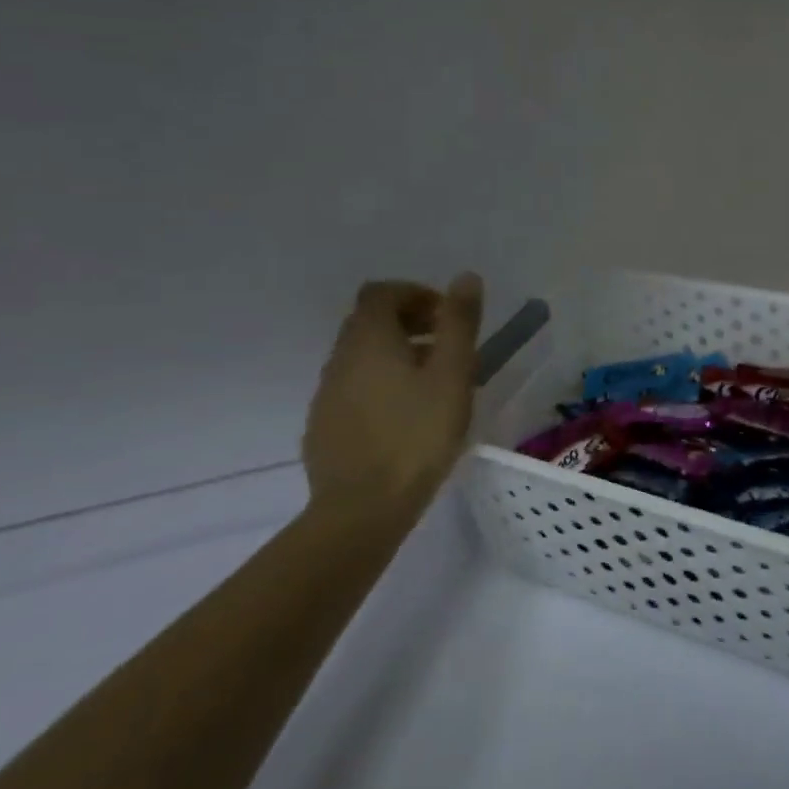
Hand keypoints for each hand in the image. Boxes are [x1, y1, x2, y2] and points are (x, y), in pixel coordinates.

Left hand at [301, 274, 483, 513]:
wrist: (361, 511)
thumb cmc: (416, 436)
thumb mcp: (452, 374)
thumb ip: (459, 322)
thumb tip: (465, 277)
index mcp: (369, 338)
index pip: (383, 292)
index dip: (416, 295)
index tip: (446, 319)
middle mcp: (340, 357)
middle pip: (370, 321)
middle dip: (409, 324)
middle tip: (446, 349)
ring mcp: (327, 394)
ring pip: (362, 357)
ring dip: (396, 356)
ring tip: (432, 387)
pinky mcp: (323, 426)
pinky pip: (354, 389)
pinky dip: (380, 386)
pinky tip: (404, 419)